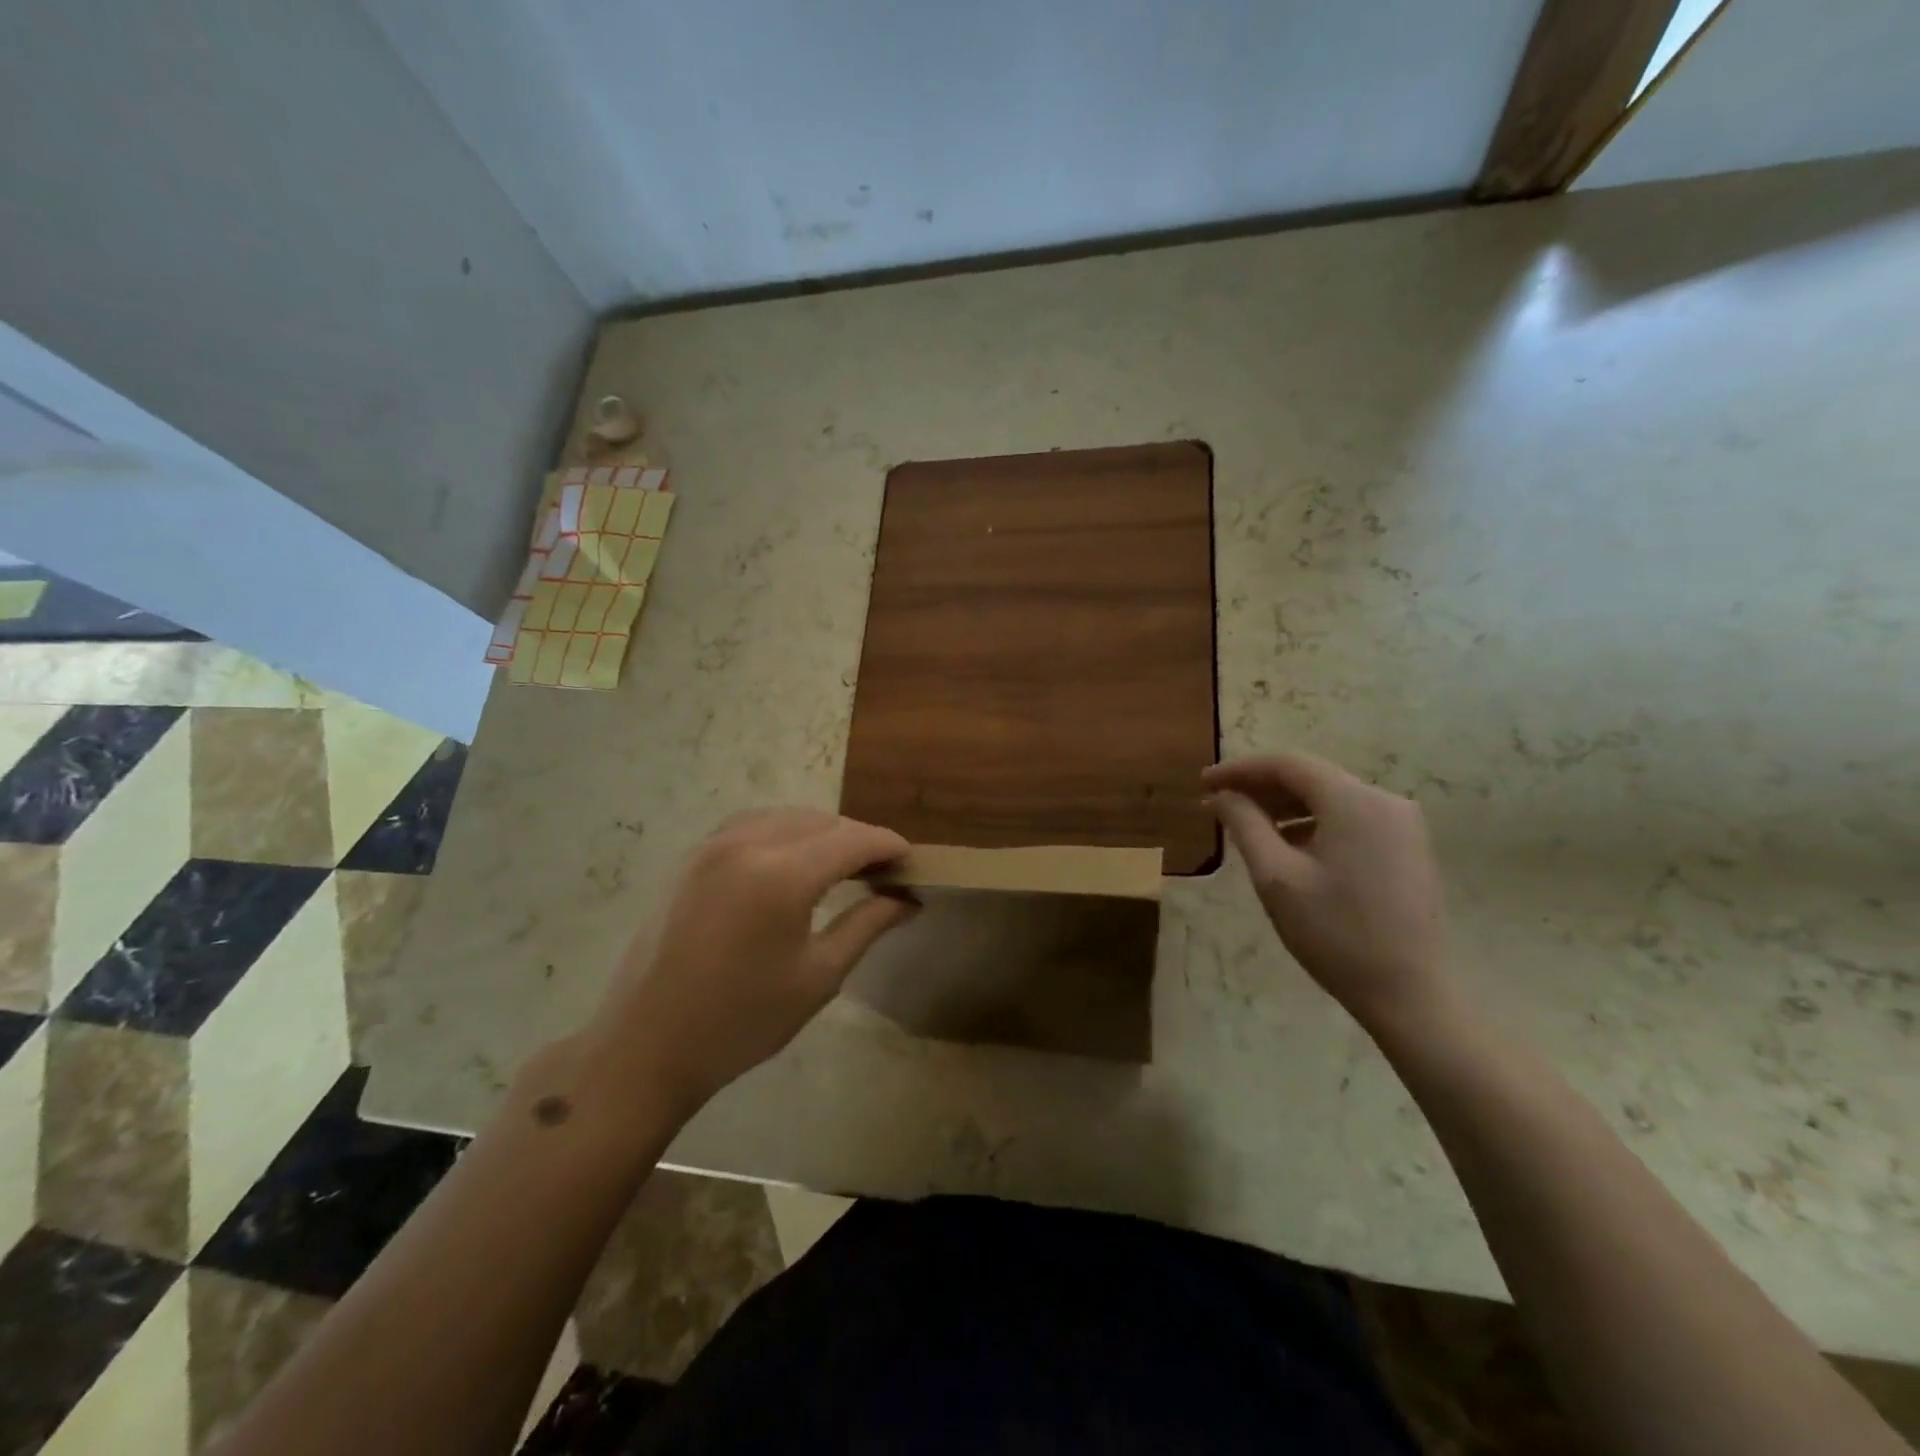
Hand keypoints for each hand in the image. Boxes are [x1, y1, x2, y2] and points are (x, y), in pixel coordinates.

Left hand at [587, 810, 914, 1114]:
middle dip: (858, 838)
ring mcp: (714, 845)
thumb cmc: (742, 1021)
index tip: (912, 862)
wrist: (646, 1045)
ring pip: (786, 817)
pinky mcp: (694, 857)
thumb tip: (907, 898)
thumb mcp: (818, 976)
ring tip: (843, 865)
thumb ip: (867, 925)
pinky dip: (784, 832)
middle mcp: (748, 844)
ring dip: (822, 832)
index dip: (888, 845)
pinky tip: (793, 860)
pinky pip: (752, 824)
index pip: (852, 840)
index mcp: (782, 875)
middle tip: (883, 871)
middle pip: (821, 821)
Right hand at [1203, 753, 1449, 1032]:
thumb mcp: (1276, 877)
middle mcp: (1385, 801)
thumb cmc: (1334, 933)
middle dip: (1261, 787)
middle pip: (1311, 778)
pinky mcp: (1407, 847)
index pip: (1288, 765)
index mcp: (1355, 802)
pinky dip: (1312, 823)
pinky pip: (1350, 819)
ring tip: (1245, 824)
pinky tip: (1286, 844)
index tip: (1203, 782)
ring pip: (1330, 799)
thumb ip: (1245, 824)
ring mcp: (1402, 825)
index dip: (1241, 769)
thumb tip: (1223, 795)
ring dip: (1285, 806)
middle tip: (1218, 803)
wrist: (1407, 993)